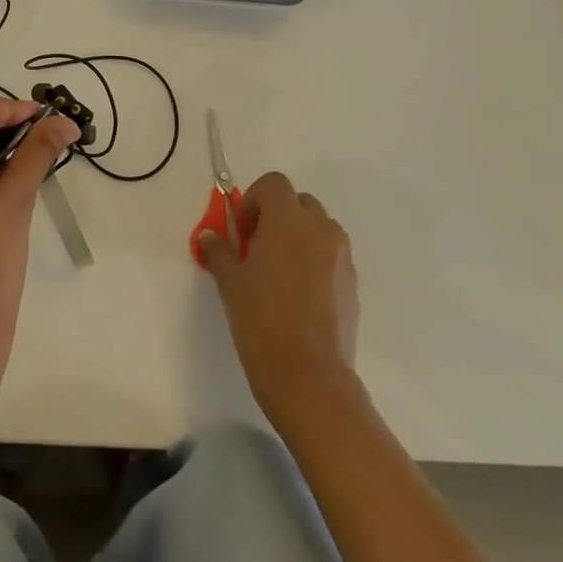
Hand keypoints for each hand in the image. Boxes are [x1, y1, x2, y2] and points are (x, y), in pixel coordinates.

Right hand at [198, 171, 359, 427]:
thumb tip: (209, 236)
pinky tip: (297, 295)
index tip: (243, 231)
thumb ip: (219, 252)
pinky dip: (314, 261)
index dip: (254, 200)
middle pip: (299, 203)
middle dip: (277, 216)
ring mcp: (342, 258)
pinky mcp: (353, 284)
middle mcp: (320, 230)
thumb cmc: (262, 320)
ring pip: (319, 229)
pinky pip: (331, 256)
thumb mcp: (230, 283)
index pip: (274, 184)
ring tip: (278, 271)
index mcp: (288, 221)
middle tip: (257, 247)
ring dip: (298, 237)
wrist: (309, 377)